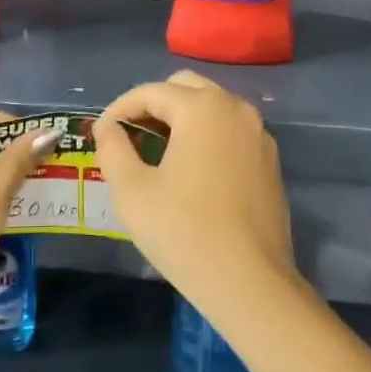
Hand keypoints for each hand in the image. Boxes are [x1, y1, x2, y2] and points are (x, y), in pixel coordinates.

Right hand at [93, 71, 296, 318]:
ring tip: (156, 151)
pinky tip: (191, 170)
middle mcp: (235, 108)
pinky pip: (231, 131)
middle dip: (153, 104)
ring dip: (181, 118)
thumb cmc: (183, 232)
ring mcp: (259, 133)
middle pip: (185, 88)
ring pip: (212, 107)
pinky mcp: (270, 160)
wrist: (251, 283)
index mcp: (202, 108)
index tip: (100, 132)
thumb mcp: (131, 190)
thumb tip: (106, 126)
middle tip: (130, 136)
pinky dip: (206, 136)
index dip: (119, 108)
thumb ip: (113, 148)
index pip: (150, 92)